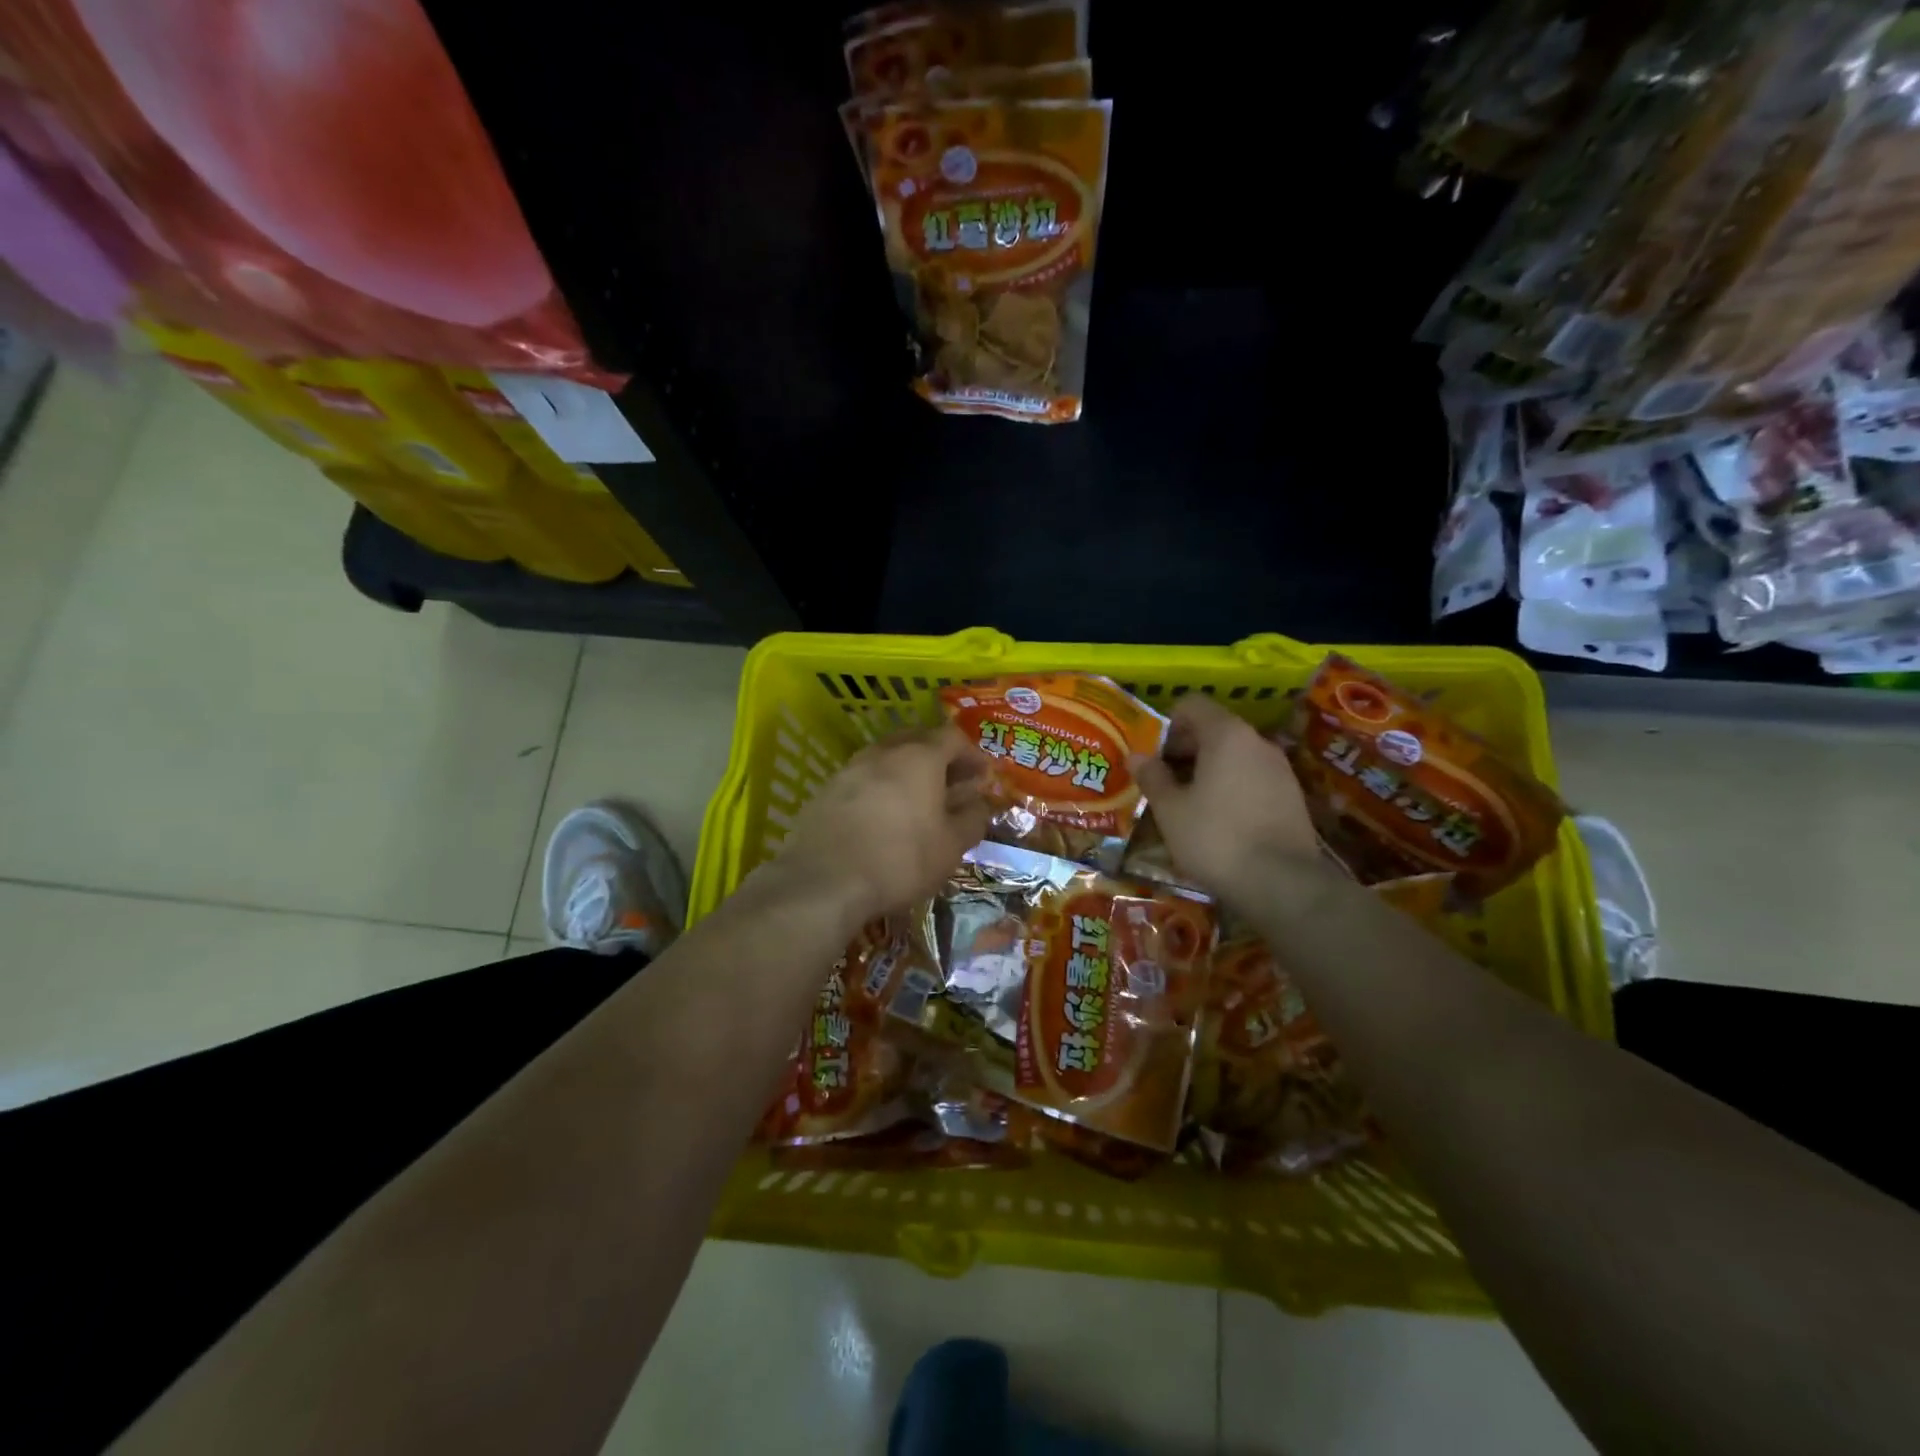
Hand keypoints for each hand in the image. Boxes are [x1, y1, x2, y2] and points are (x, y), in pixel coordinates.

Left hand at [775, 725, 990, 925]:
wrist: (823, 882)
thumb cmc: (900, 860)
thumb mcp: (951, 847)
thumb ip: (972, 819)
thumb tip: (978, 805)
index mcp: (919, 757)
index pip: (952, 737)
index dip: (972, 754)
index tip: (982, 776)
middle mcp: (883, 752)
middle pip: (917, 740)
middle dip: (939, 758)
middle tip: (952, 784)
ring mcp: (849, 769)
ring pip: (886, 758)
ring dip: (907, 773)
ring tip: (918, 802)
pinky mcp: (825, 791)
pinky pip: (863, 780)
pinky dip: (880, 790)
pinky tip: (883, 818)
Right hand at [1133, 696, 1318, 904]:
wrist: (1282, 883)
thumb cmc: (1215, 837)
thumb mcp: (1170, 809)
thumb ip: (1152, 777)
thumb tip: (1137, 756)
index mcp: (1226, 734)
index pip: (1192, 705)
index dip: (1166, 724)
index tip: (1152, 754)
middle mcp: (1257, 742)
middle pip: (1214, 728)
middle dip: (1184, 749)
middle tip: (1161, 780)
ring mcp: (1280, 769)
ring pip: (1234, 755)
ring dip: (1207, 770)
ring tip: (1187, 802)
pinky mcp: (1291, 796)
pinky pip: (1252, 777)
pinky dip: (1230, 787)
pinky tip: (1218, 819)